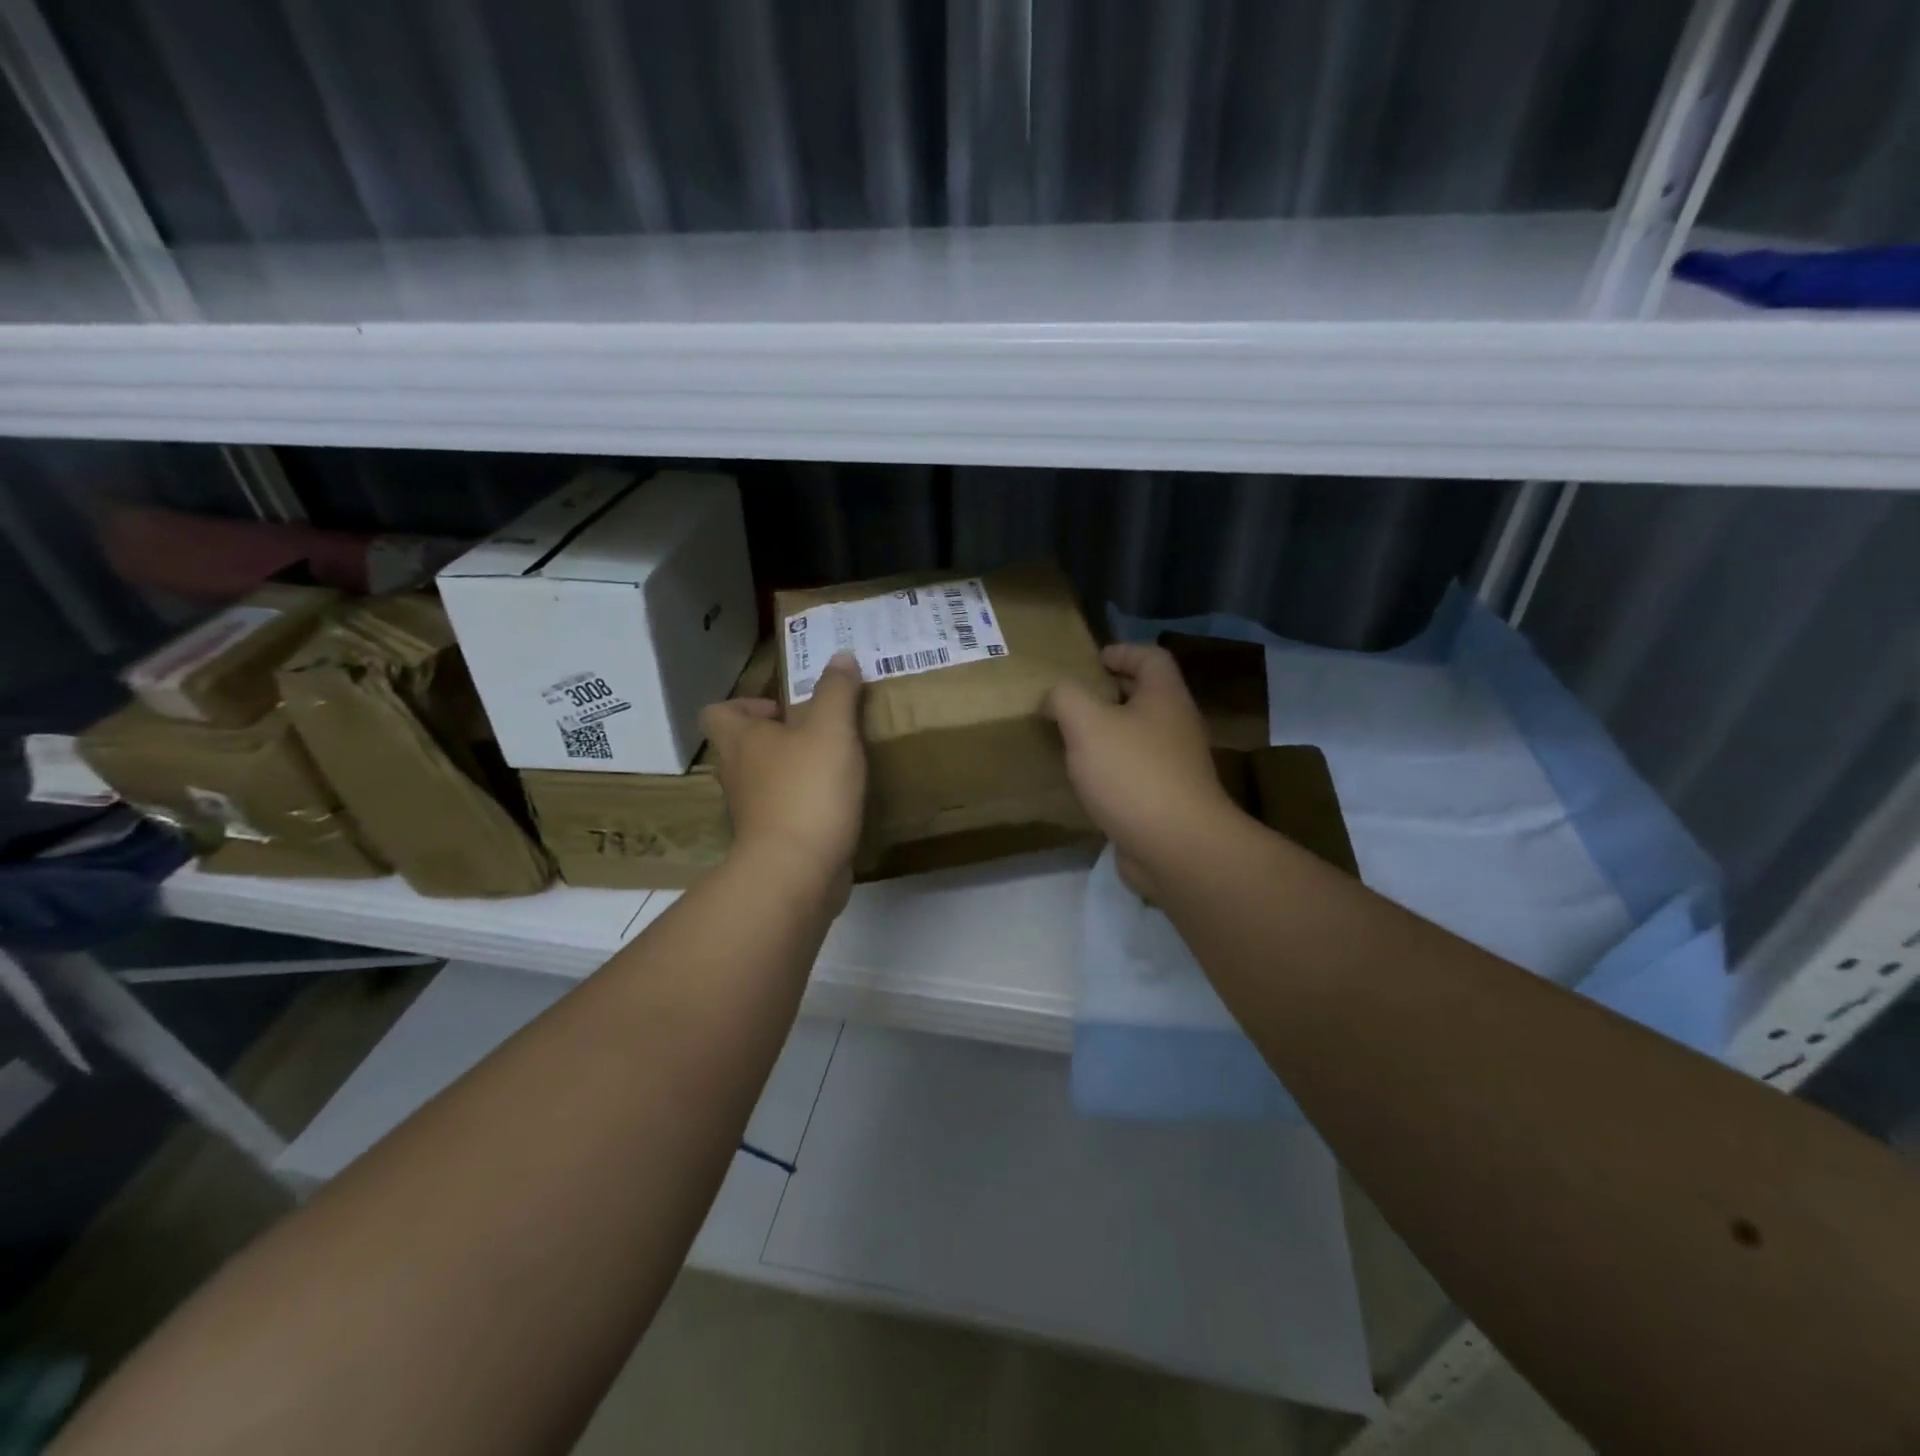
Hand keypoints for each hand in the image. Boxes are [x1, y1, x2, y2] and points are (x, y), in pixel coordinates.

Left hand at [701, 653, 866, 906]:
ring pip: (765, 780)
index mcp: (741, 741)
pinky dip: (805, 803)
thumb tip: (840, 656)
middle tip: (821, 732)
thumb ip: (836, 691)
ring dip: (793, 770)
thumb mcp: (831, 729)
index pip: (719, 712)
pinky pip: (785, 810)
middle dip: (779, 737)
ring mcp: (752, 811)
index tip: (785, 709)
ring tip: (835, 763)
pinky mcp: (772, 840)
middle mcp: (737, 774)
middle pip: (744, 746)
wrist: (796, 871)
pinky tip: (838, 801)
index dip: (746, 704)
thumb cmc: (808, 790)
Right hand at [1045, 643, 1238, 898]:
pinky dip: (1111, 770)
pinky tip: (1086, 782)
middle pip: (1146, 696)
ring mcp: (1176, 766)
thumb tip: (1056, 696)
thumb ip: (1066, 697)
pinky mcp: (1167, 800)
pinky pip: (1135, 773)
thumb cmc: (1133, 774)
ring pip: (1139, 737)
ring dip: (1108, 734)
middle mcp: (1177, 726)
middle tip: (1071, 701)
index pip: (1151, 657)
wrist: (1177, 847)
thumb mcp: (1087, 723)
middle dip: (1109, 694)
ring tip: (1071, 741)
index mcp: (1165, 698)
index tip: (1092, 660)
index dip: (1122, 651)